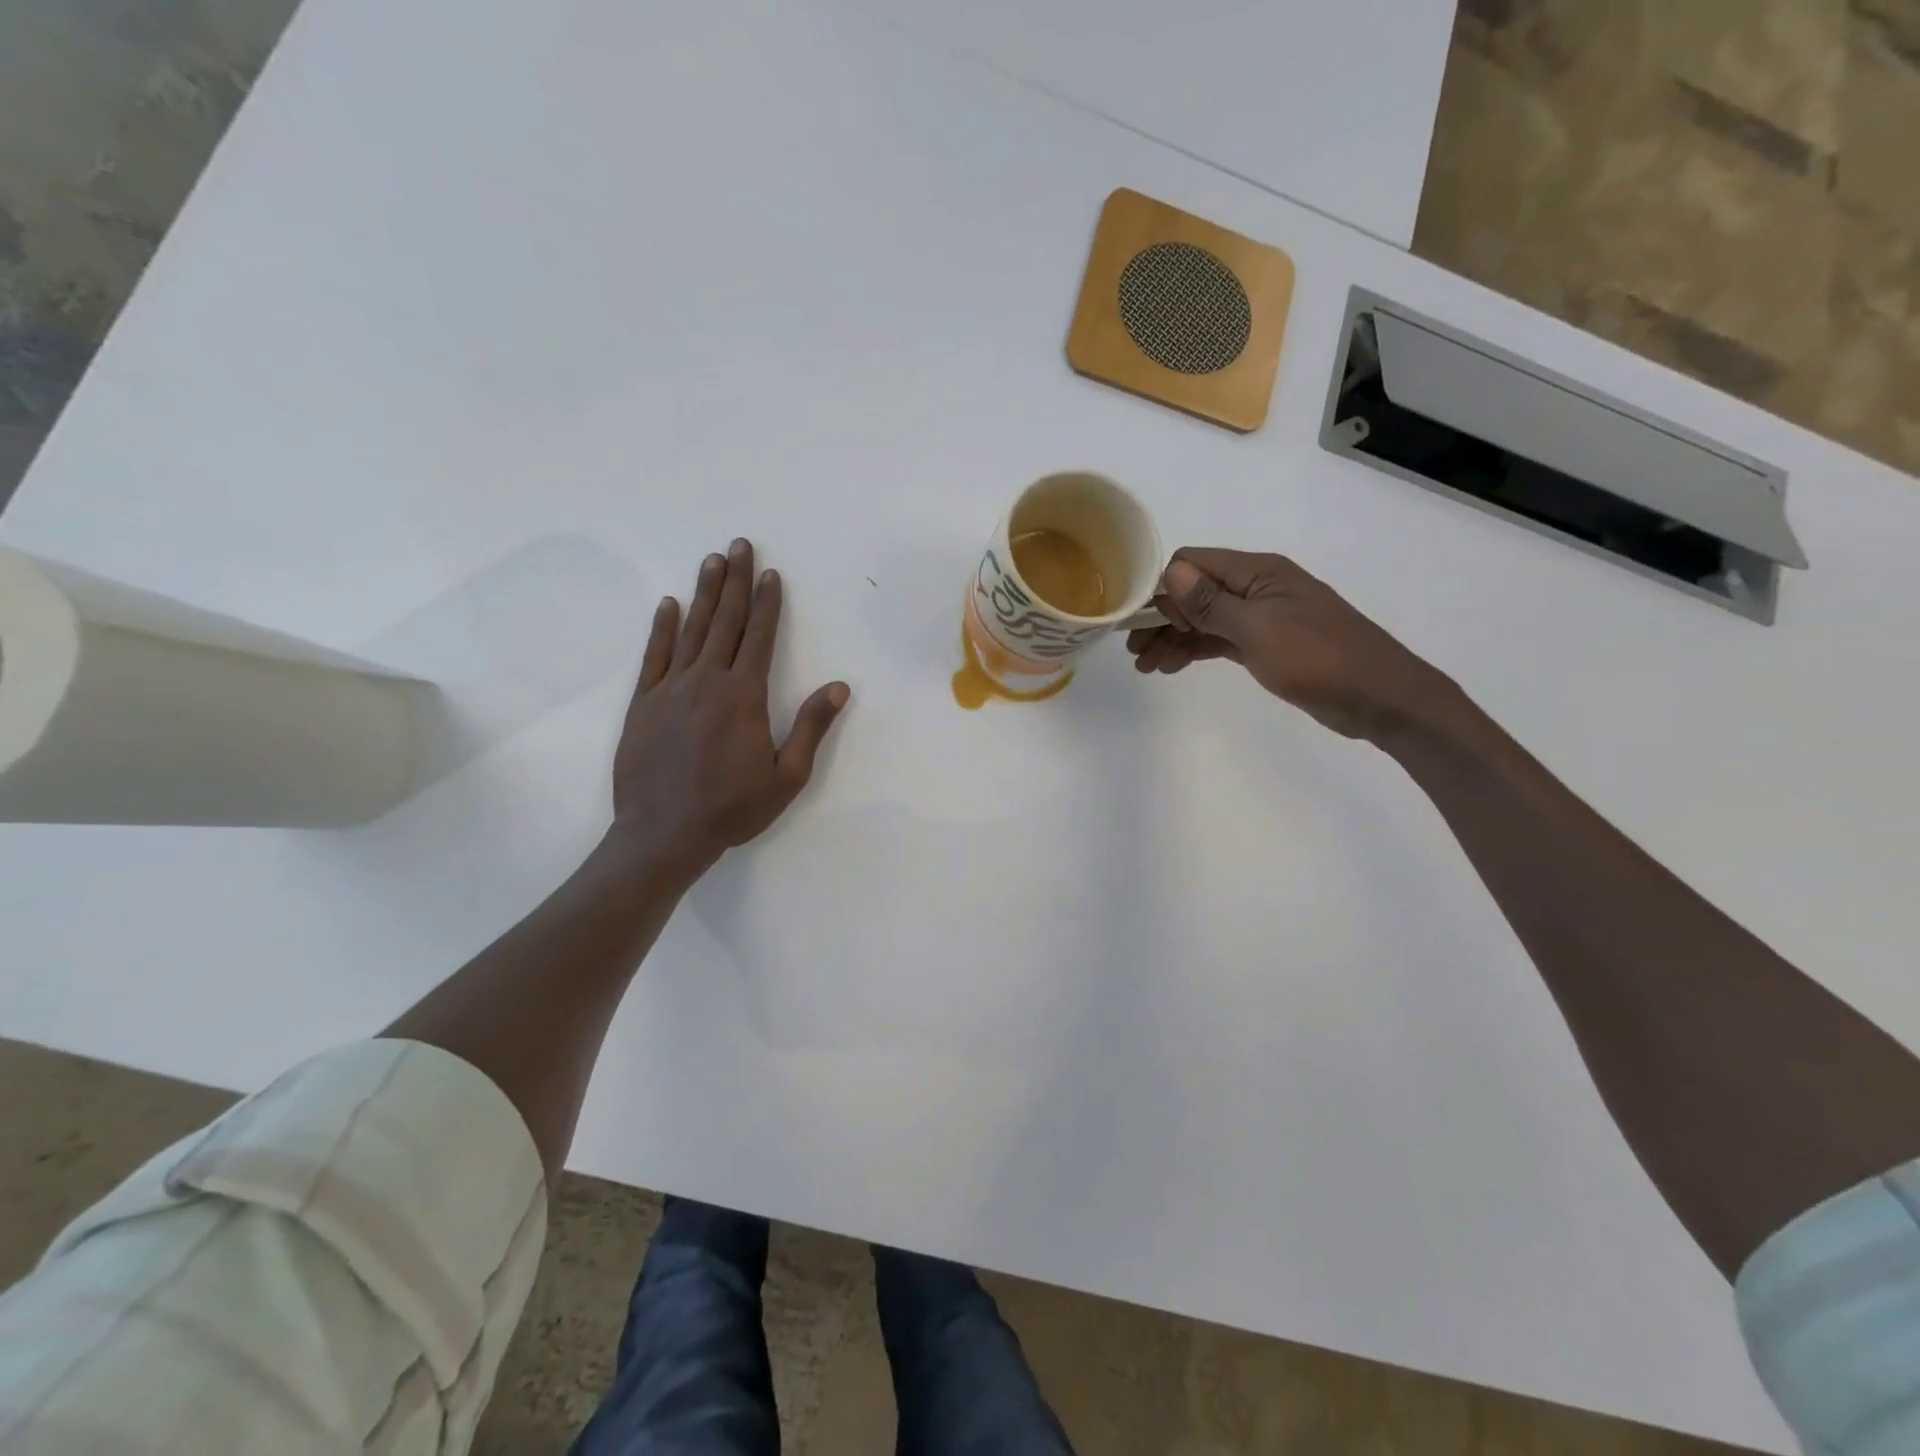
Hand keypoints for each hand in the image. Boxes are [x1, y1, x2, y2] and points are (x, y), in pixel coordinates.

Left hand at [609, 538, 848, 878]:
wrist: (663, 834)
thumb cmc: (732, 809)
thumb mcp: (786, 777)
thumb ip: (811, 727)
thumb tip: (840, 687)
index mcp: (743, 696)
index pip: (759, 638)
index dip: (767, 604)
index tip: (770, 574)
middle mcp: (706, 682)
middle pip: (724, 622)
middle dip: (735, 582)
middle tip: (739, 545)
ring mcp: (670, 690)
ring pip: (691, 631)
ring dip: (704, 594)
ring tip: (712, 561)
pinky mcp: (642, 705)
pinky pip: (654, 656)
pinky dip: (662, 628)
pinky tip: (669, 606)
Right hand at [1126, 548, 1454, 742]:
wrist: (1379, 697)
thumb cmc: (1318, 658)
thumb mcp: (1258, 630)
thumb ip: (1212, 602)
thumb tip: (1171, 572)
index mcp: (1258, 572)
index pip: (1193, 562)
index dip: (1162, 588)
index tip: (1141, 622)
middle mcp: (1257, 587)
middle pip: (1194, 591)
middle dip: (1161, 617)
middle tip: (1135, 651)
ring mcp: (1263, 616)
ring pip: (1205, 618)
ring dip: (1174, 637)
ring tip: (1147, 666)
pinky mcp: (1268, 643)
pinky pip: (1220, 638)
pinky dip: (1196, 649)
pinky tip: (1173, 665)